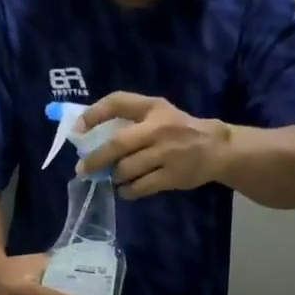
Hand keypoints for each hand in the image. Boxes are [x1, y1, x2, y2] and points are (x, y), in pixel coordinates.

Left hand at [77, 92, 229, 200]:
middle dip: (95, 159)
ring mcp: (166, 153)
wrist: (216, 147)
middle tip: (82, 170)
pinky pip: (138, 188)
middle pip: (116, 144)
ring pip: (125, 169)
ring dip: (114, 177)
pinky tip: (126, 189)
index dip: (93, 114)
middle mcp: (158, 128)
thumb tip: (91, 135)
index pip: (117, 102)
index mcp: (152, 107)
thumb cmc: (180, 130)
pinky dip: (127, 191)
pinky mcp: (171, 176)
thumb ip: (131, 119)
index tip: (78, 129)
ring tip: (115, 178)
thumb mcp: (159, 113)